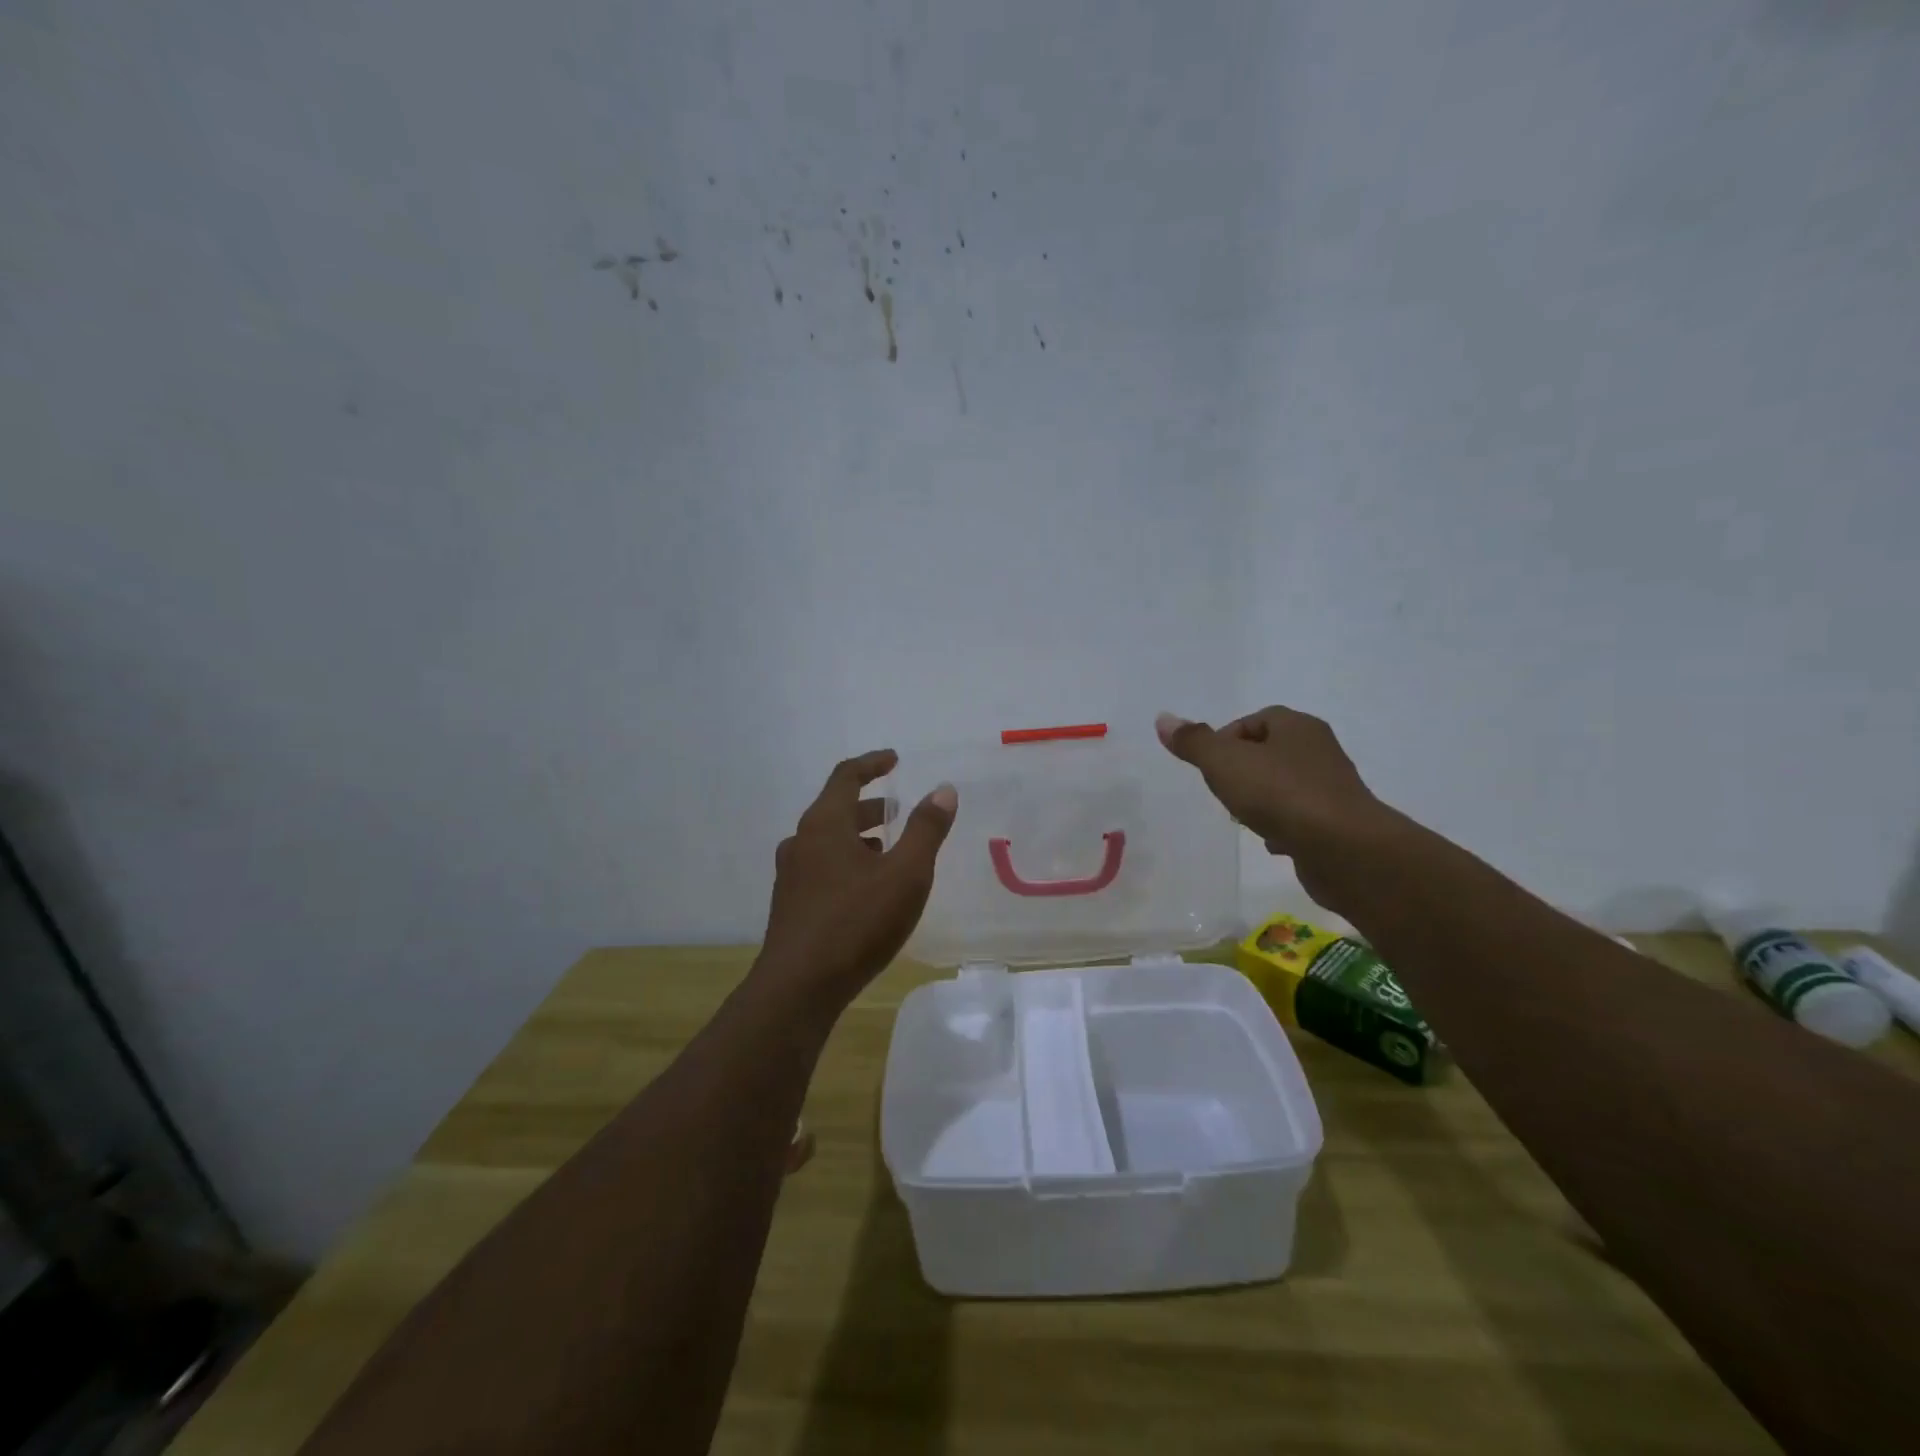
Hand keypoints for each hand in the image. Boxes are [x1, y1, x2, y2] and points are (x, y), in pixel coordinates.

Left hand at [758, 750, 957, 1006]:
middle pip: (835, 810)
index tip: (894, 759)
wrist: (798, 988)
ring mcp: (790, 875)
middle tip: (897, 811)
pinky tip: (866, 889)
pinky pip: (821, 868)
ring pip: (828, 842)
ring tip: (888, 850)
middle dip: (869, 806)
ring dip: (858, 837)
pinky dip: (846, 863)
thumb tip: (943, 789)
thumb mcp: (905, 874)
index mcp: (824, 824)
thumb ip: (926, 829)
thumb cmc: (856, 923)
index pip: (846, 776)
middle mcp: (801, 842)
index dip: (872, 764)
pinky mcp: (790, 906)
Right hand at [1156, 707, 1386, 907]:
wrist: (1344, 850)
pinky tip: (1271, 843)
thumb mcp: (1224, 763)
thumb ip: (1194, 742)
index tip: (1209, 766)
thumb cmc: (1280, 794)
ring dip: (1261, 799)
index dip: (1226, 739)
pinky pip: (1301, 818)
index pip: (1255, 720)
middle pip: (1269, 752)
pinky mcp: (1338, 824)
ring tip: (1242, 819)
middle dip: (1241, 770)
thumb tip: (1163, 719)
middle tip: (1222, 791)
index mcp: (1297, 726)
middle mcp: (1319, 751)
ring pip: (1284, 786)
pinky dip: (1282, 826)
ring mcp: (1331, 788)